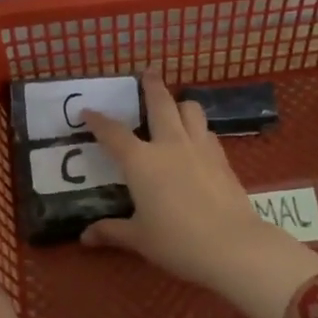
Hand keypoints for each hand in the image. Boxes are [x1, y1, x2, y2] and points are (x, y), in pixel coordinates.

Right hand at [81, 75, 317, 317]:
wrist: (231, 245)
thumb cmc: (176, 241)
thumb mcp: (139, 238)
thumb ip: (111, 231)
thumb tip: (85, 237)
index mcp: (141, 161)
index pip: (113, 133)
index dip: (98, 120)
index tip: (87, 111)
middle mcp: (170, 145)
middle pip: (160, 103)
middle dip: (151, 85)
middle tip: (147, 72)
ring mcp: (200, 148)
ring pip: (191, 110)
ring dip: (180, 103)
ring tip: (175, 106)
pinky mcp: (222, 159)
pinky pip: (207, 132)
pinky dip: (197, 128)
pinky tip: (196, 140)